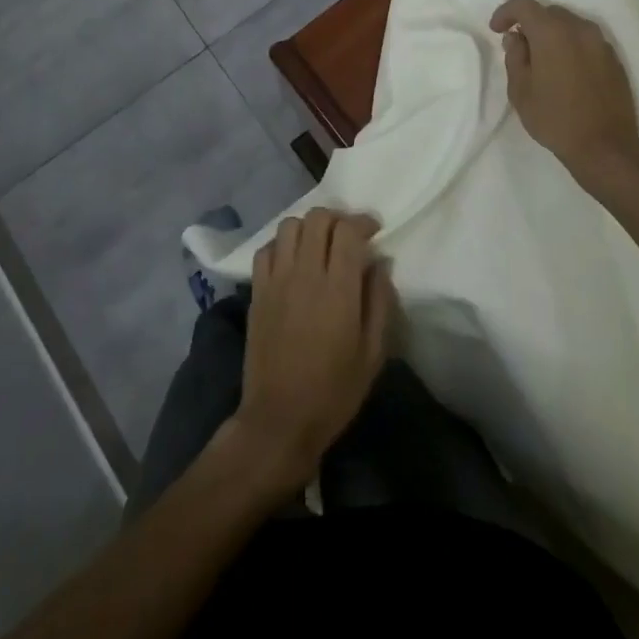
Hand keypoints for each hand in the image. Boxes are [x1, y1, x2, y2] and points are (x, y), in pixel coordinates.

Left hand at [227, 209, 393, 495]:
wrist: (279, 420)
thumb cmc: (334, 391)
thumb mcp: (373, 353)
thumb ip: (380, 301)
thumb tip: (381, 262)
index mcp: (338, 289)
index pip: (347, 230)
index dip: (363, 221)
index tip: (373, 230)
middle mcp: (305, 274)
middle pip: (318, 218)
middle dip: (337, 218)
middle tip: (348, 235)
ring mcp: (277, 280)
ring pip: (289, 225)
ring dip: (308, 226)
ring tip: (319, 243)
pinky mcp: (257, 291)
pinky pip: (266, 249)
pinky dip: (281, 244)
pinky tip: (292, 260)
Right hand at [490, 0, 638, 197]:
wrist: (605, 147)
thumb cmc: (555, 119)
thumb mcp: (520, 91)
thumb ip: (515, 56)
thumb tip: (516, 37)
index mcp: (552, 32)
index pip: (524, 3)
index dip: (506, 12)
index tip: (497, 30)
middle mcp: (579, 29)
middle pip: (548, 12)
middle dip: (530, 24)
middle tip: (520, 49)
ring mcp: (600, 42)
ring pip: (569, 25)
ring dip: (552, 35)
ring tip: (544, 62)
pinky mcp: (614, 58)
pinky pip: (586, 41)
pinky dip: (571, 46)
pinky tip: (567, 73)